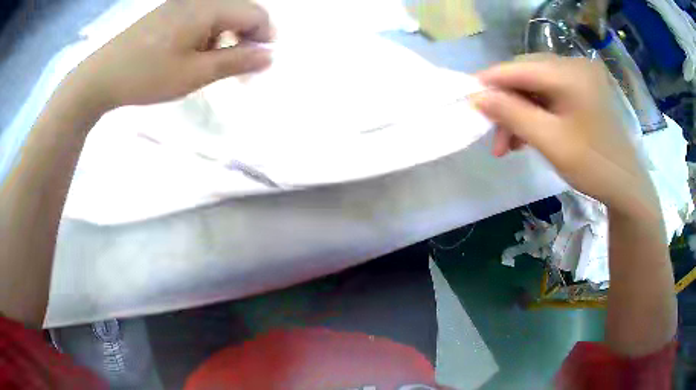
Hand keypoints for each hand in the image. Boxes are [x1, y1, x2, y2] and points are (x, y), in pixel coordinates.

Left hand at [69, 0, 272, 110]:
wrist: (102, 76)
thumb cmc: (147, 76)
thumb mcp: (194, 74)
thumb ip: (236, 62)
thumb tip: (270, 56)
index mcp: (209, 7)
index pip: (257, 14)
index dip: (265, 38)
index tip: (258, 66)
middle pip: (240, 12)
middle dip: (246, 40)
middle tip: (238, 72)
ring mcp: (183, 4)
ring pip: (221, 16)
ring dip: (226, 40)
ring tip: (212, 66)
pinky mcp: (170, 12)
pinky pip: (201, 18)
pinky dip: (208, 36)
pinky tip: (193, 55)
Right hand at [473, 55, 658, 216]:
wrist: (626, 185)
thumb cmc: (593, 166)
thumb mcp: (551, 142)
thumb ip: (512, 114)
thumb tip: (477, 96)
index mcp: (570, 73)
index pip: (518, 68)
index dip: (490, 82)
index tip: (468, 100)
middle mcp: (574, 64)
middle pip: (526, 75)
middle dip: (506, 104)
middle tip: (495, 136)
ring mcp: (580, 75)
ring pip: (536, 86)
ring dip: (519, 111)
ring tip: (509, 144)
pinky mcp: (582, 88)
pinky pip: (549, 93)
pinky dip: (536, 112)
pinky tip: (527, 134)